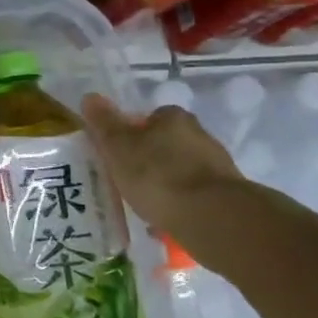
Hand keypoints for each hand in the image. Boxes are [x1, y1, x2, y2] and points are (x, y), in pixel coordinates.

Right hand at [82, 94, 242, 233]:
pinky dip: (179, 204)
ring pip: (180, 170)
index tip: (118, 155)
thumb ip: (104, 123)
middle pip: (166, 144)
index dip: (130, 134)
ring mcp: (217, 166)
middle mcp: (199, 135)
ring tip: (144, 206)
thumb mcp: (118, 147)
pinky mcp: (227, 195)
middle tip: (127, 180)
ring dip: (165, 183)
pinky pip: (193, 195)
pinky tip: (165, 220)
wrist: (211, 217)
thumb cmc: (157, 174)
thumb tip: (90, 96)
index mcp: (173, 118)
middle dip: (149, 160)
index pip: (148, 118)